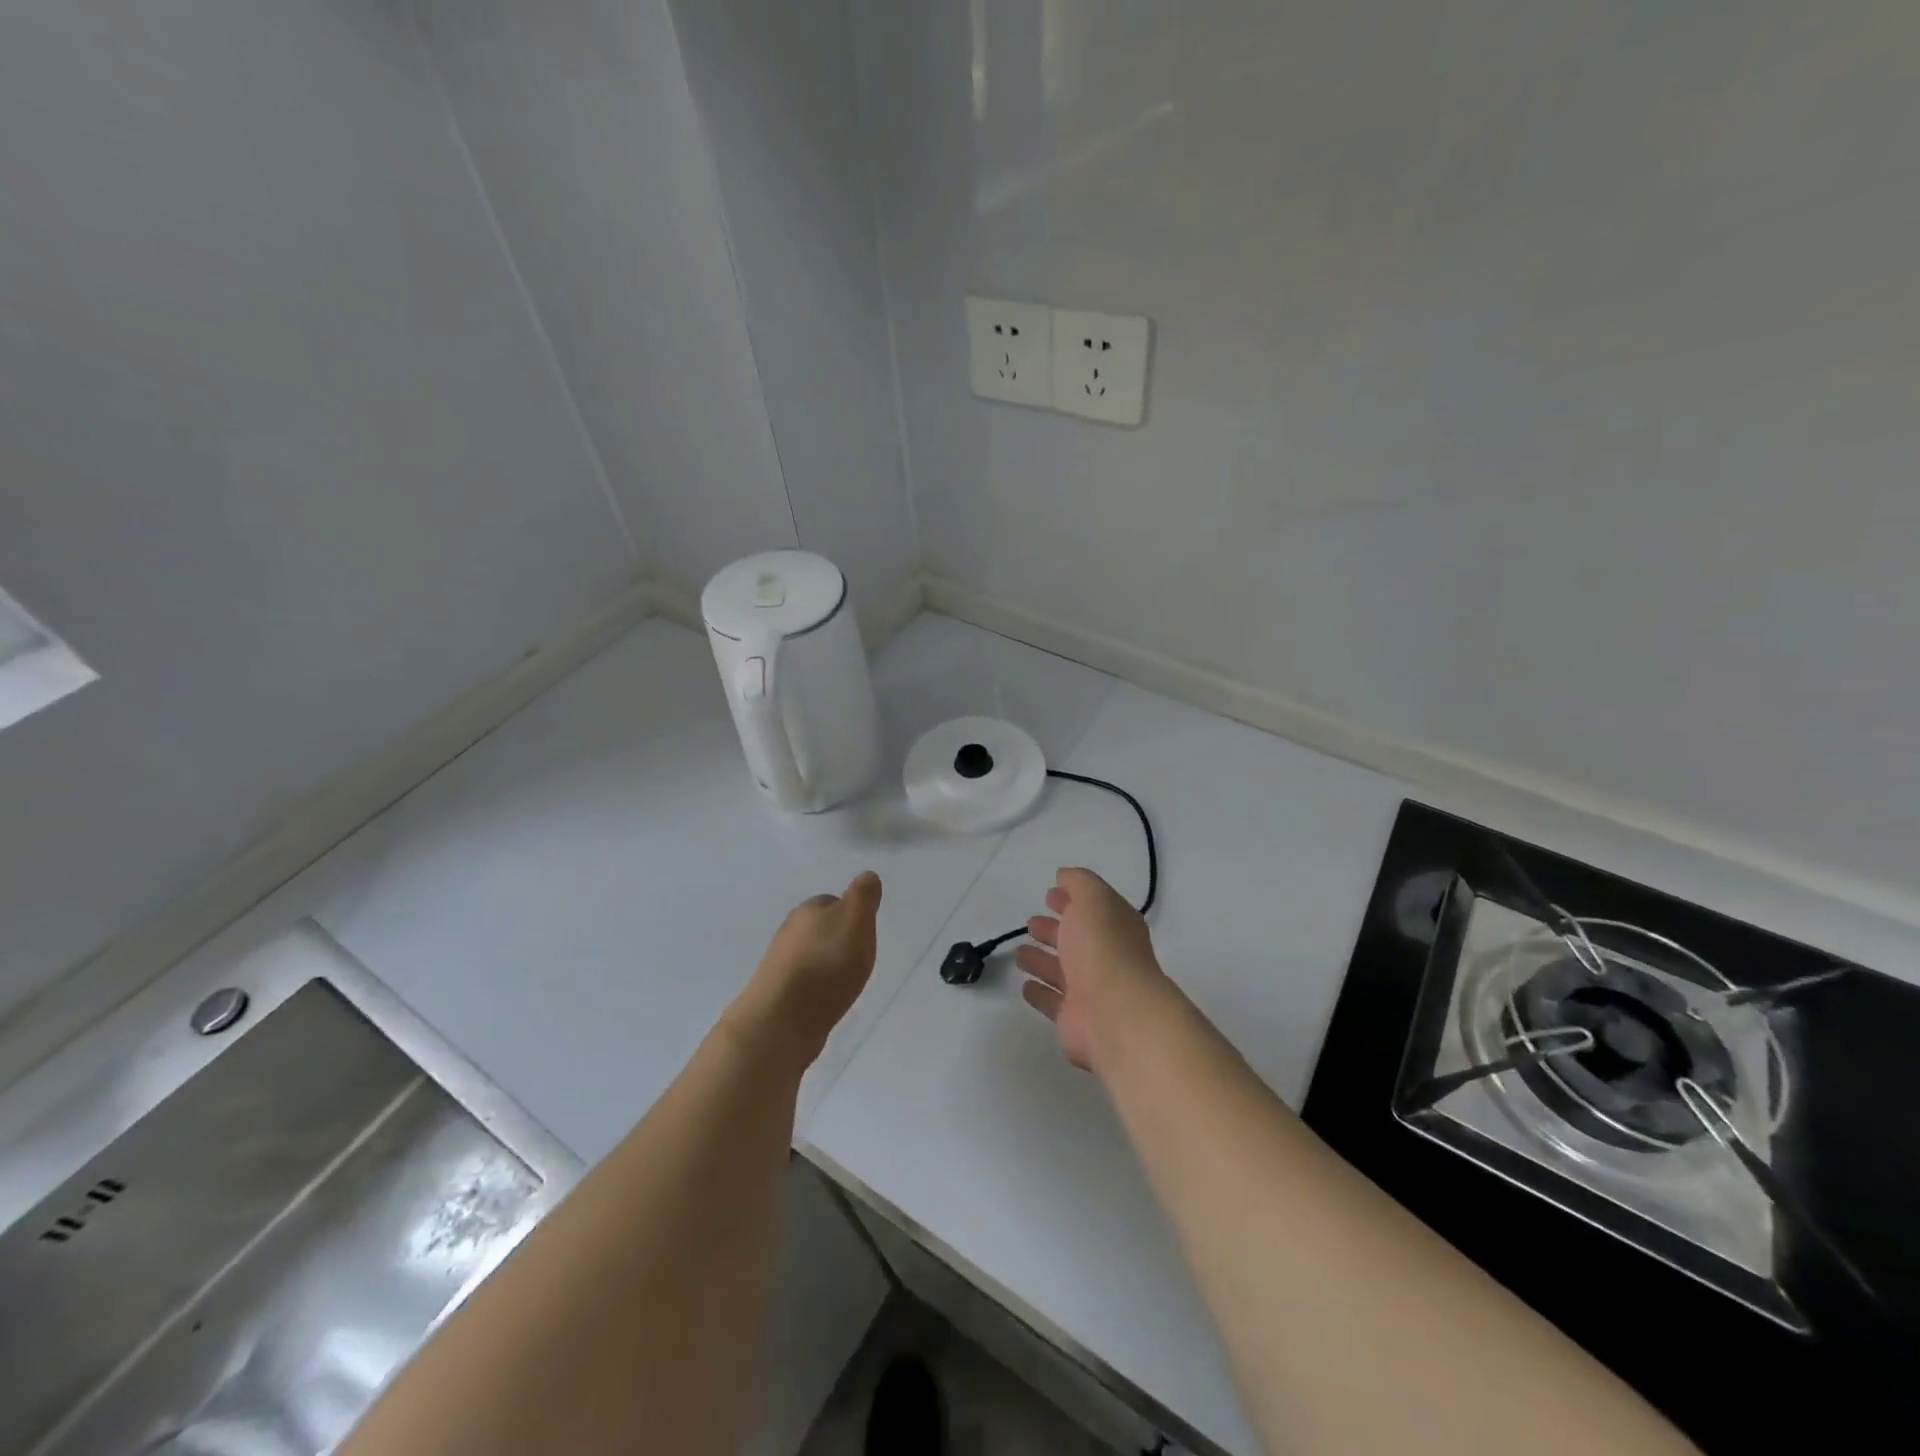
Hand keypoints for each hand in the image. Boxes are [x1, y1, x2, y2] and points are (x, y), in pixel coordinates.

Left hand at [727, 872, 881, 1068]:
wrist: (783, 1019)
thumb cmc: (826, 964)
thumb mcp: (856, 920)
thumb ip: (863, 896)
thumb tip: (867, 876)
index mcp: (808, 910)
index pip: (832, 902)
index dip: (851, 915)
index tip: (865, 932)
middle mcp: (789, 932)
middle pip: (819, 929)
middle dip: (837, 940)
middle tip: (858, 958)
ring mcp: (779, 964)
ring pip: (810, 956)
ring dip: (826, 965)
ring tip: (844, 982)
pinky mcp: (777, 995)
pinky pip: (803, 983)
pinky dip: (816, 988)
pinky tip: (826, 1000)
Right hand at [1015, 867, 1167, 1072]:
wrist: (1115, 1013)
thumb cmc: (1103, 948)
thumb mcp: (1093, 899)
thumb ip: (1079, 882)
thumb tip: (1064, 876)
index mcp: (1115, 927)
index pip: (1092, 909)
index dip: (1072, 900)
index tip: (1048, 894)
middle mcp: (1106, 958)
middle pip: (1075, 940)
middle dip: (1053, 930)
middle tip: (1030, 923)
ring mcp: (1091, 991)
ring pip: (1061, 971)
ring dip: (1041, 961)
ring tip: (1020, 953)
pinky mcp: (1074, 1019)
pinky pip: (1052, 1002)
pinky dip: (1039, 993)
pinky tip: (1025, 985)